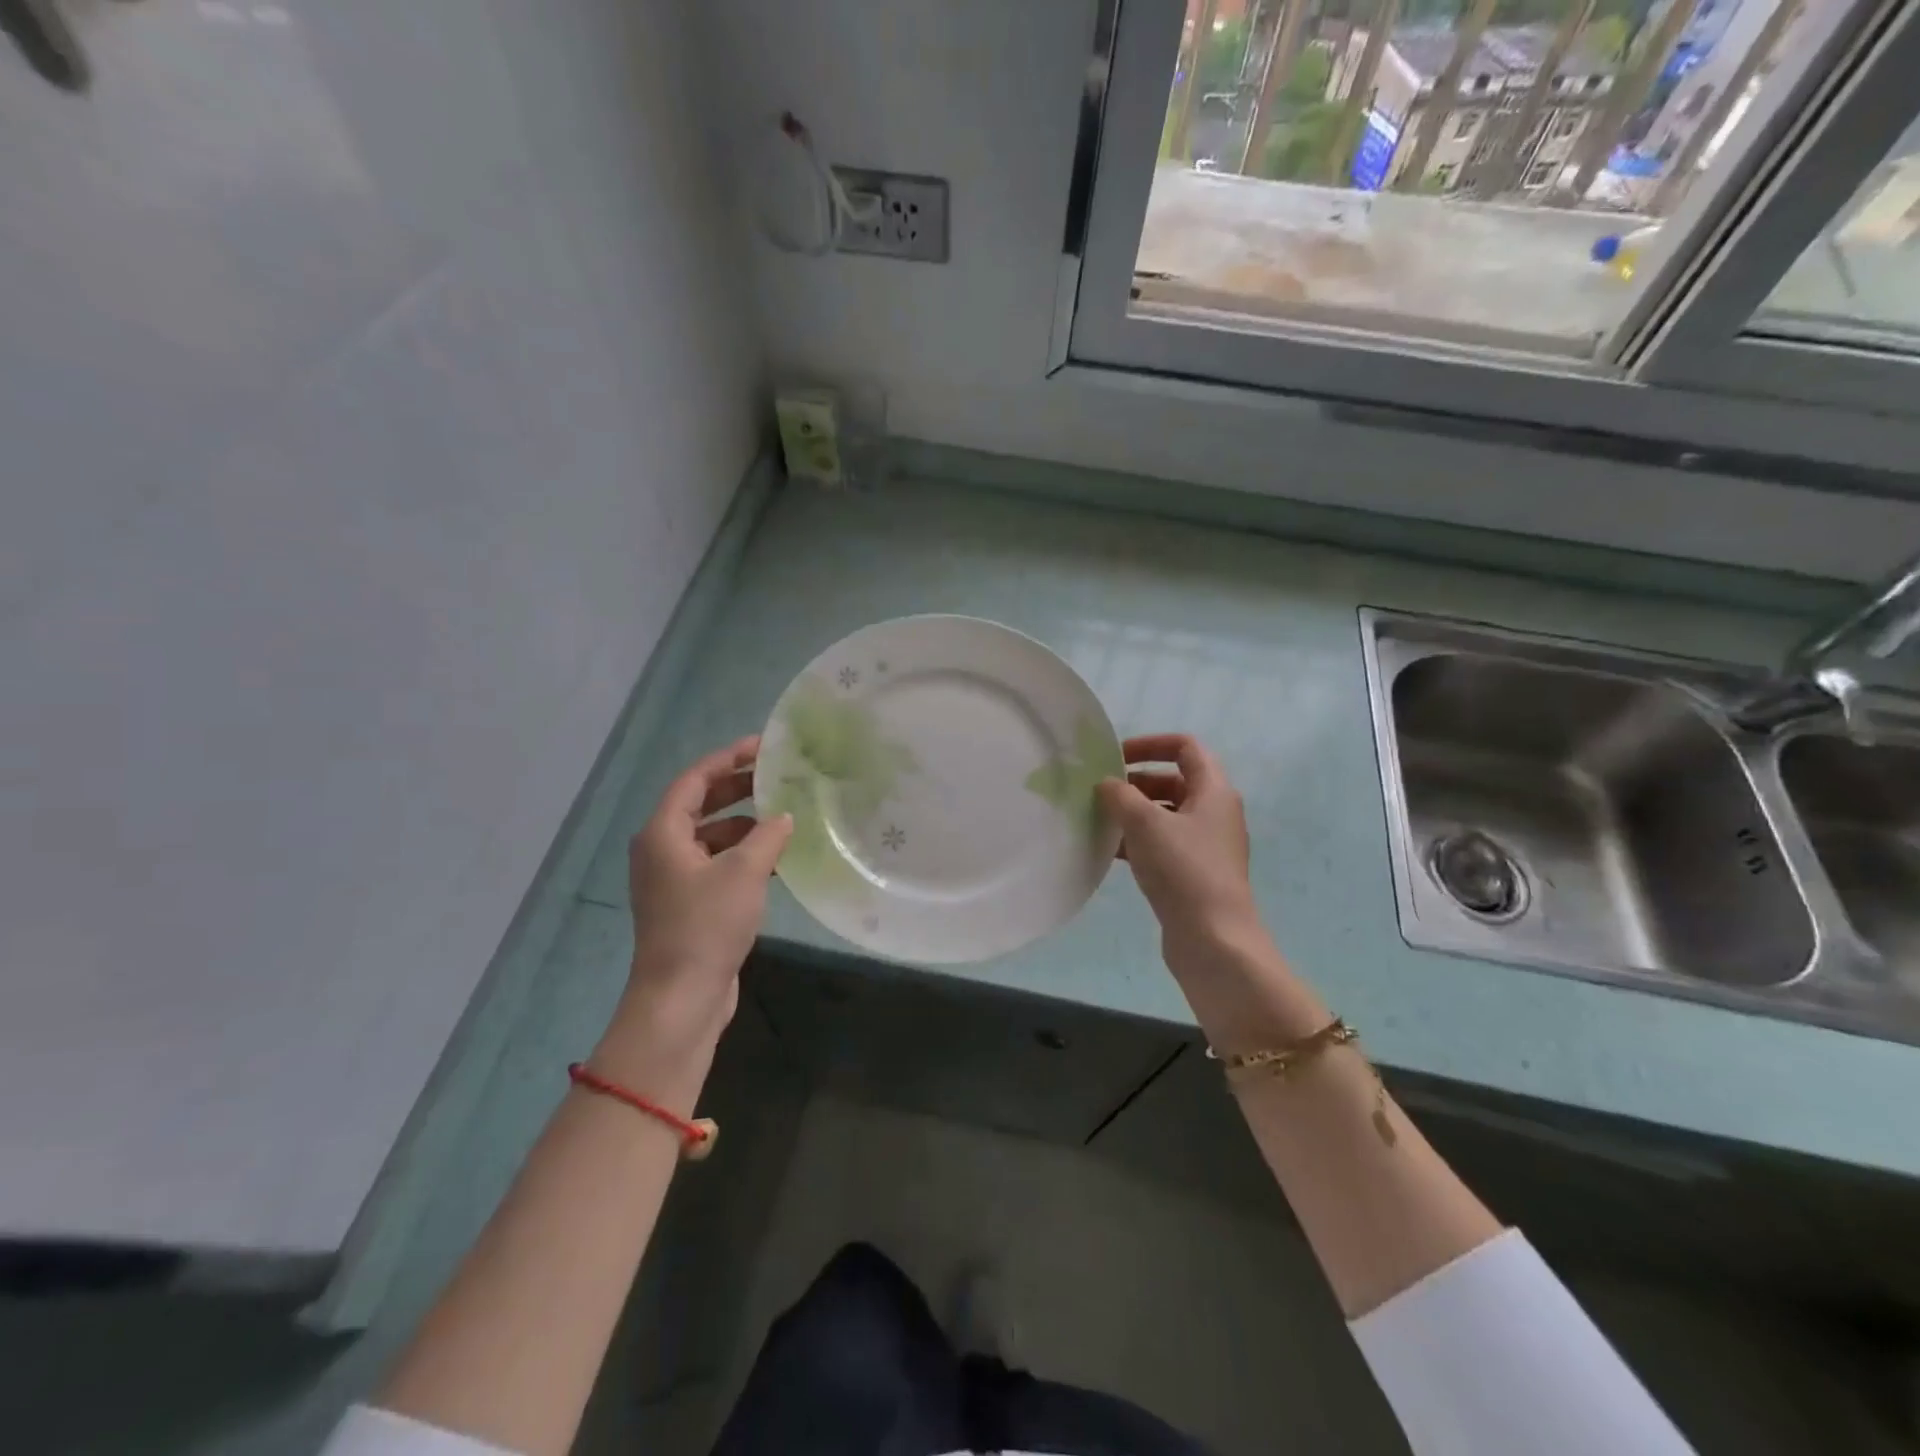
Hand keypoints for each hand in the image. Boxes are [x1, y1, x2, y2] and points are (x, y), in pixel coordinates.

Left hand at [600, 737, 791, 1100]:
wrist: (681, 998)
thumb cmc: (706, 925)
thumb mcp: (744, 872)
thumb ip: (767, 836)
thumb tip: (784, 816)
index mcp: (662, 834)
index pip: (694, 780)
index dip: (727, 759)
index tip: (762, 746)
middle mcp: (661, 850)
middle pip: (700, 805)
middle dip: (738, 789)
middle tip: (777, 776)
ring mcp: (673, 879)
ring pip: (710, 836)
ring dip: (744, 825)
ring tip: (784, 817)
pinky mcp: (687, 904)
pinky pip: (716, 864)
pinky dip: (742, 855)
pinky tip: (776, 859)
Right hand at [1098, 734, 1258, 952]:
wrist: (1213, 939)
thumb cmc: (1183, 869)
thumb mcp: (1145, 823)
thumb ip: (1120, 795)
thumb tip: (1106, 784)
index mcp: (1214, 790)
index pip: (1185, 747)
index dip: (1150, 744)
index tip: (1116, 757)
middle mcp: (1214, 812)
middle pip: (1173, 781)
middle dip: (1135, 782)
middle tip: (1100, 792)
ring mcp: (1205, 845)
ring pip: (1164, 815)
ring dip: (1132, 813)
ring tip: (1098, 820)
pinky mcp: (1193, 873)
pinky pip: (1162, 844)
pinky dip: (1137, 841)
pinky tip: (1109, 852)